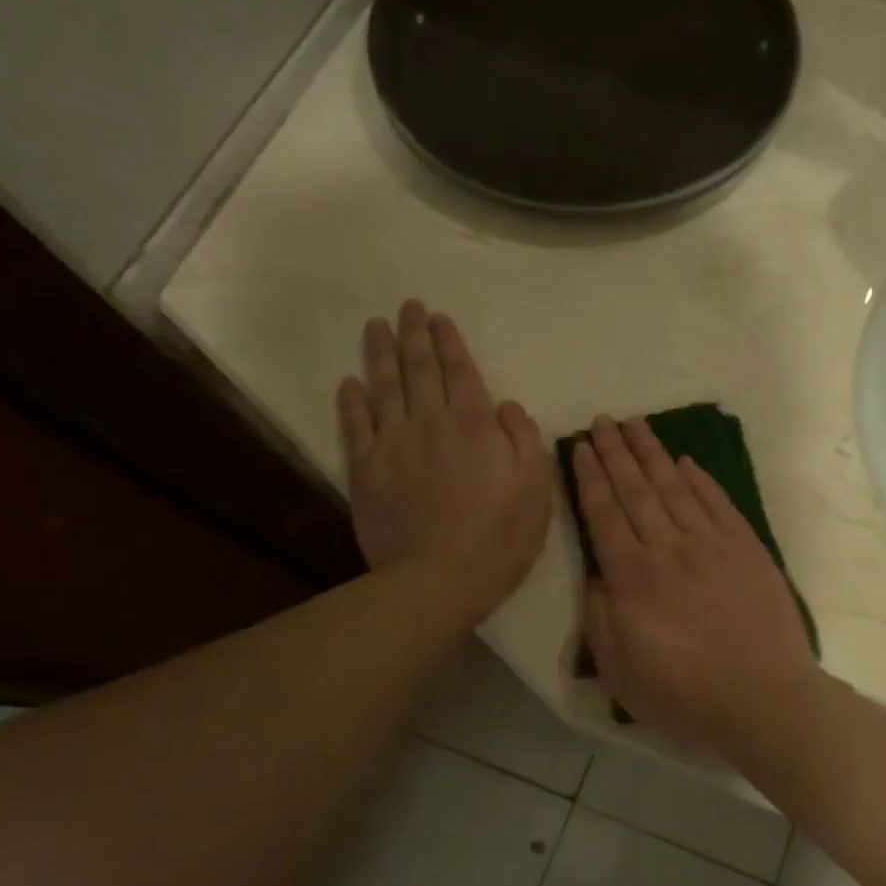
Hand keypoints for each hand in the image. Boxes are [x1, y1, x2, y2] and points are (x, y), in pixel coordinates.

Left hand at [338, 301, 551, 625]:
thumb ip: (524, 438)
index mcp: (474, 424)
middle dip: (414, 334)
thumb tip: (506, 405)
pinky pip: (356, 426)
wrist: (439, 579)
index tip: (438, 316)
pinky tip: (349, 383)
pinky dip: (352, 401)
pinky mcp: (366, 471)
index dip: (449, 341)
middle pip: (419, 368)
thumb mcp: (536, 487)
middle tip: (407, 307)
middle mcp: (430, 423)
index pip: (460, 370)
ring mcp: (393, 445)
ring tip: (376, 326)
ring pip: (384, 387)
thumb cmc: (499, 535)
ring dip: (380, 354)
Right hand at [572, 416, 820, 756]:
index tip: (581, 447)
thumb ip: (599, 618)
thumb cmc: (685, 696)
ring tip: (636, 425)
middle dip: (616, 452)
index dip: (590, 477)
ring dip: (653, 453)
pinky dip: (701, 479)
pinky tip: (687, 461)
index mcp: (632, 577)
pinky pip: (718, 503)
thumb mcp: (620, 672)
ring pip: (675, 487)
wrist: (764, 700)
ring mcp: (711, 544)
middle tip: (603, 420)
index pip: (604, 513)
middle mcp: (668, 548)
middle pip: (636, 490)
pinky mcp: (746, 548)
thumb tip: (596, 574)